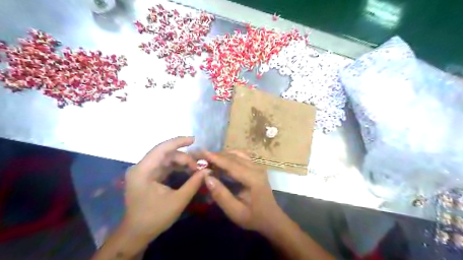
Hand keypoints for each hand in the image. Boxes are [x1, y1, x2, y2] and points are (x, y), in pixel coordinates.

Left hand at [124, 137, 208, 240]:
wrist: (137, 233)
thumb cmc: (155, 218)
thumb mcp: (178, 200)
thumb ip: (194, 183)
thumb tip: (207, 170)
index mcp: (143, 171)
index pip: (161, 149)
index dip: (178, 142)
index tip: (194, 139)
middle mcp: (141, 167)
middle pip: (165, 154)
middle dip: (184, 157)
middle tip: (199, 167)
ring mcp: (143, 171)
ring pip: (166, 159)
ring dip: (181, 162)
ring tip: (195, 169)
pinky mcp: (147, 176)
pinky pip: (164, 166)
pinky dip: (176, 167)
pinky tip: (187, 171)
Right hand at [203, 150, 285, 235]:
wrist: (272, 218)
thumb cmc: (253, 217)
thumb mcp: (235, 212)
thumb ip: (221, 195)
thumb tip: (207, 177)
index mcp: (253, 179)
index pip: (232, 164)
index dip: (216, 158)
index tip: (202, 152)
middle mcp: (257, 168)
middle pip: (234, 157)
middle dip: (217, 155)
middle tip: (201, 154)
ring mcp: (258, 166)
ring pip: (238, 154)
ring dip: (223, 154)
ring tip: (209, 157)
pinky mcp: (257, 167)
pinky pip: (242, 156)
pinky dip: (230, 155)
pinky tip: (222, 159)